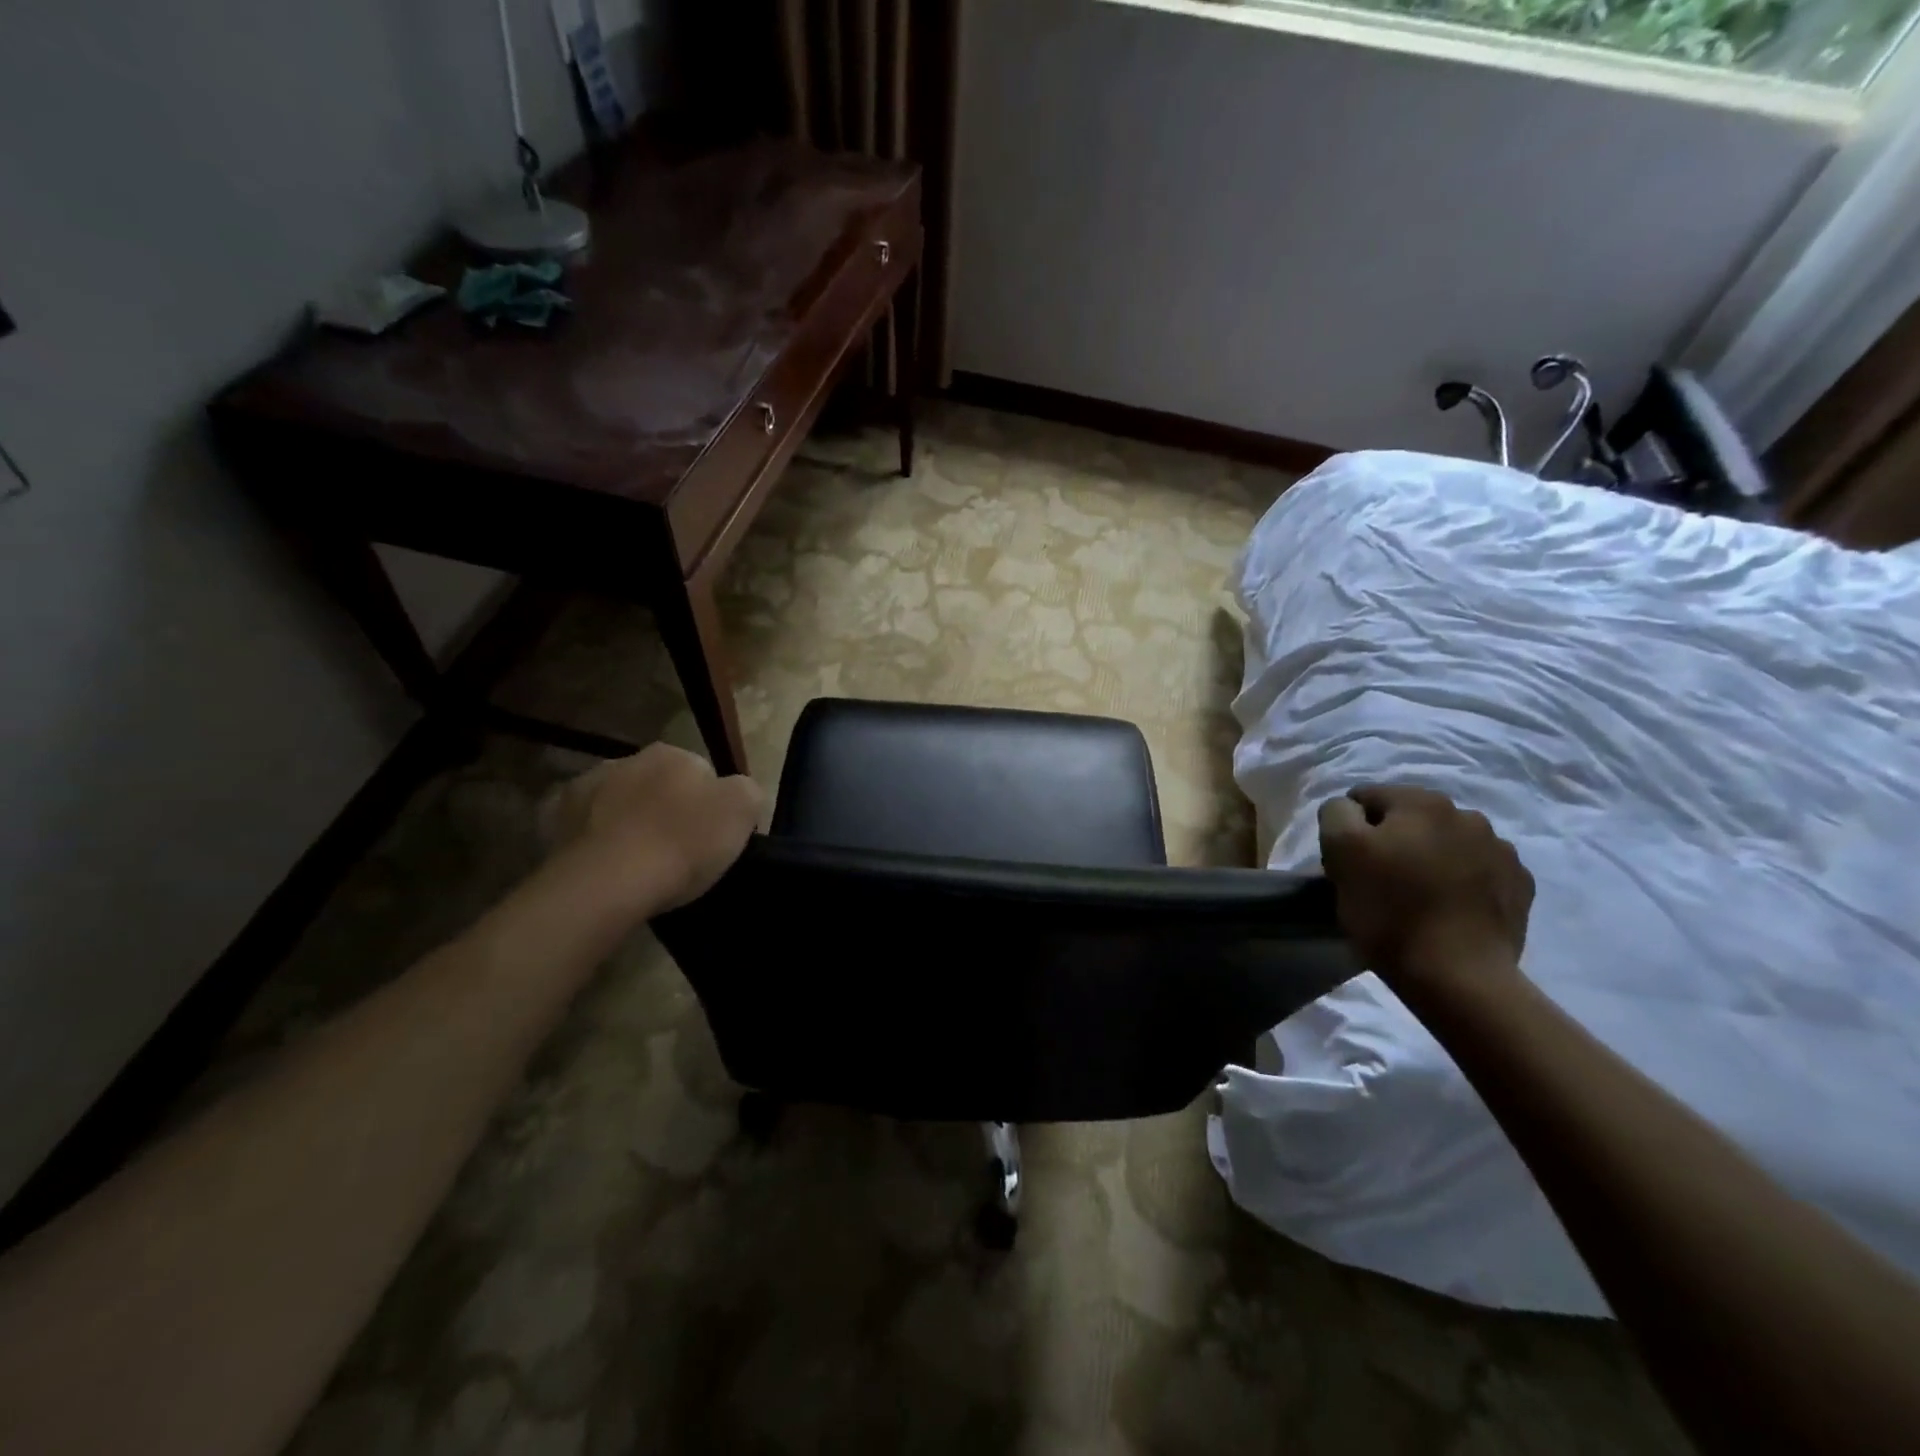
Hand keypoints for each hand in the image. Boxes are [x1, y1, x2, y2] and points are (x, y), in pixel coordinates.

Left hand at [541, 744, 766, 913]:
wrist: (608, 882)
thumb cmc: (683, 842)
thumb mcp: (743, 810)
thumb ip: (746, 791)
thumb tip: (735, 792)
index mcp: (672, 754)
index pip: (701, 772)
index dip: (710, 805)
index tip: (711, 837)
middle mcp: (625, 760)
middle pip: (656, 785)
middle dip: (666, 808)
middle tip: (678, 850)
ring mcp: (584, 789)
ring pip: (616, 802)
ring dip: (627, 821)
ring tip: (639, 862)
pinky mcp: (551, 822)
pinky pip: (582, 827)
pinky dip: (592, 840)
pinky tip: (605, 864)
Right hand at [1318, 786, 1534, 1000]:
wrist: (1458, 975)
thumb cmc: (1389, 910)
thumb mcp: (1340, 851)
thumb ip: (1337, 814)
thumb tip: (1350, 808)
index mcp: (1420, 801)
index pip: (1366, 798)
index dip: (1350, 829)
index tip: (1348, 864)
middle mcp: (1467, 814)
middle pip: (1409, 818)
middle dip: (1393, 840)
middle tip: (1380, 881)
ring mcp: (1501, 850)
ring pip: (1446, 843)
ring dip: (1429, 858)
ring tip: (1418, 896)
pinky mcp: (1520, 885)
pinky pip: (1478, 871)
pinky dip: (1461, 881)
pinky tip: (1450, 908)